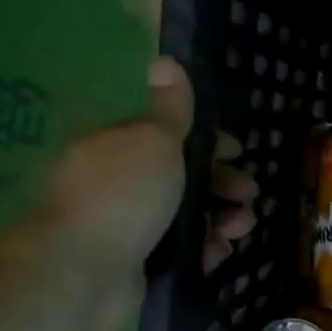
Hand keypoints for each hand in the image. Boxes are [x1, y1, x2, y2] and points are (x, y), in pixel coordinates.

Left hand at [25, 57, 257, 330]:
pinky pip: (180, 251)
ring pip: (186, 215)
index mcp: (119, 146)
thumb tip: (166, 59)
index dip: (210, 142)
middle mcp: (119, 182)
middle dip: (223, 184)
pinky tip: (220, 253)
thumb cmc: (123, 195)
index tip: (240, 152)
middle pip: (183, 177)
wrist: (82, 271)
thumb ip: (171, 107)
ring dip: (221, 218)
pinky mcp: (136, 262)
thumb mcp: (155, 140)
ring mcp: (126, 225)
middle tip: (249, 195)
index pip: (170, 135)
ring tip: (241, 228)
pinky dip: (204, 250)